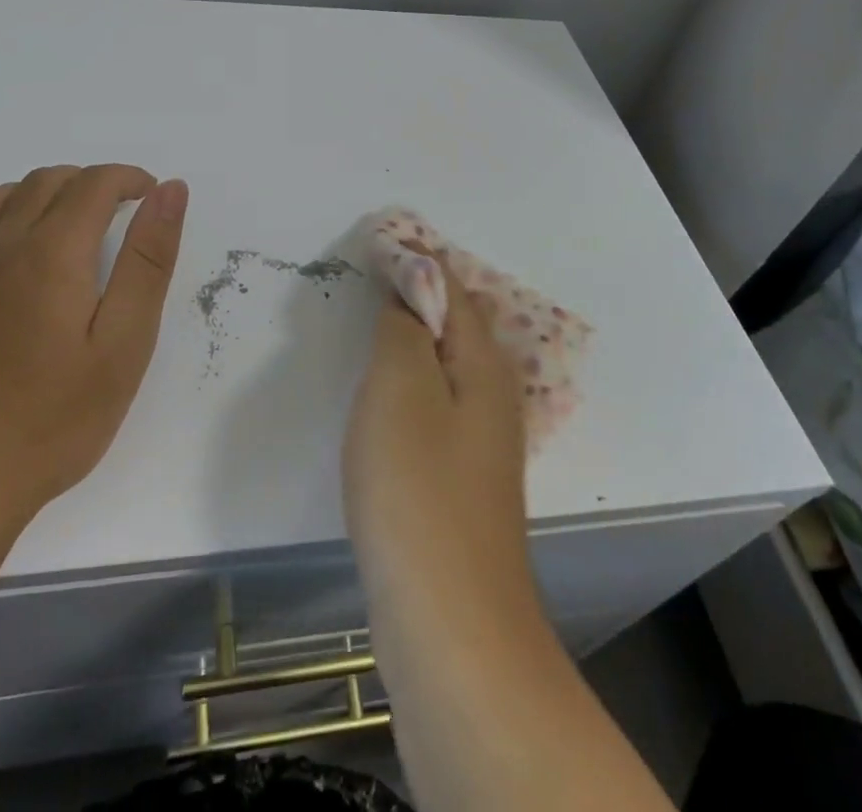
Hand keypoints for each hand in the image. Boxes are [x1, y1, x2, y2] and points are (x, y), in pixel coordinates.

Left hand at [0, 164, 188, 547]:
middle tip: (116, 212)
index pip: (93, 184)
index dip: (127, 178)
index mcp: (51, 253)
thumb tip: (170, 191)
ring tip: (60, 221)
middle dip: (86, 183)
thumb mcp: (123, 343)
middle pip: (42, 184)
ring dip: (32, 194)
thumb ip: (148, 260)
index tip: (150, 195)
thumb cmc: (52, 421)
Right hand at [342, 245, 532, 622]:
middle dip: (416, 291)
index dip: (416, 257)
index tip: (377, 236)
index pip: (452, 287)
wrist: (450, 625)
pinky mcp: (459, 481)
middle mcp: (492, 395)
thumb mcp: (401, 388)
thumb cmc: (418, 491)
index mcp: (484, 364)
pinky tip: (385, 393)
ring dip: (412, 335)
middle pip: (454, 323)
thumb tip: (410, 289)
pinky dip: (409, 378)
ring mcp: (479, 443)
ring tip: (373, 317)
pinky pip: (434, 403)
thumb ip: (405, 328)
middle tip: (369, 271)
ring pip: (444, 365)